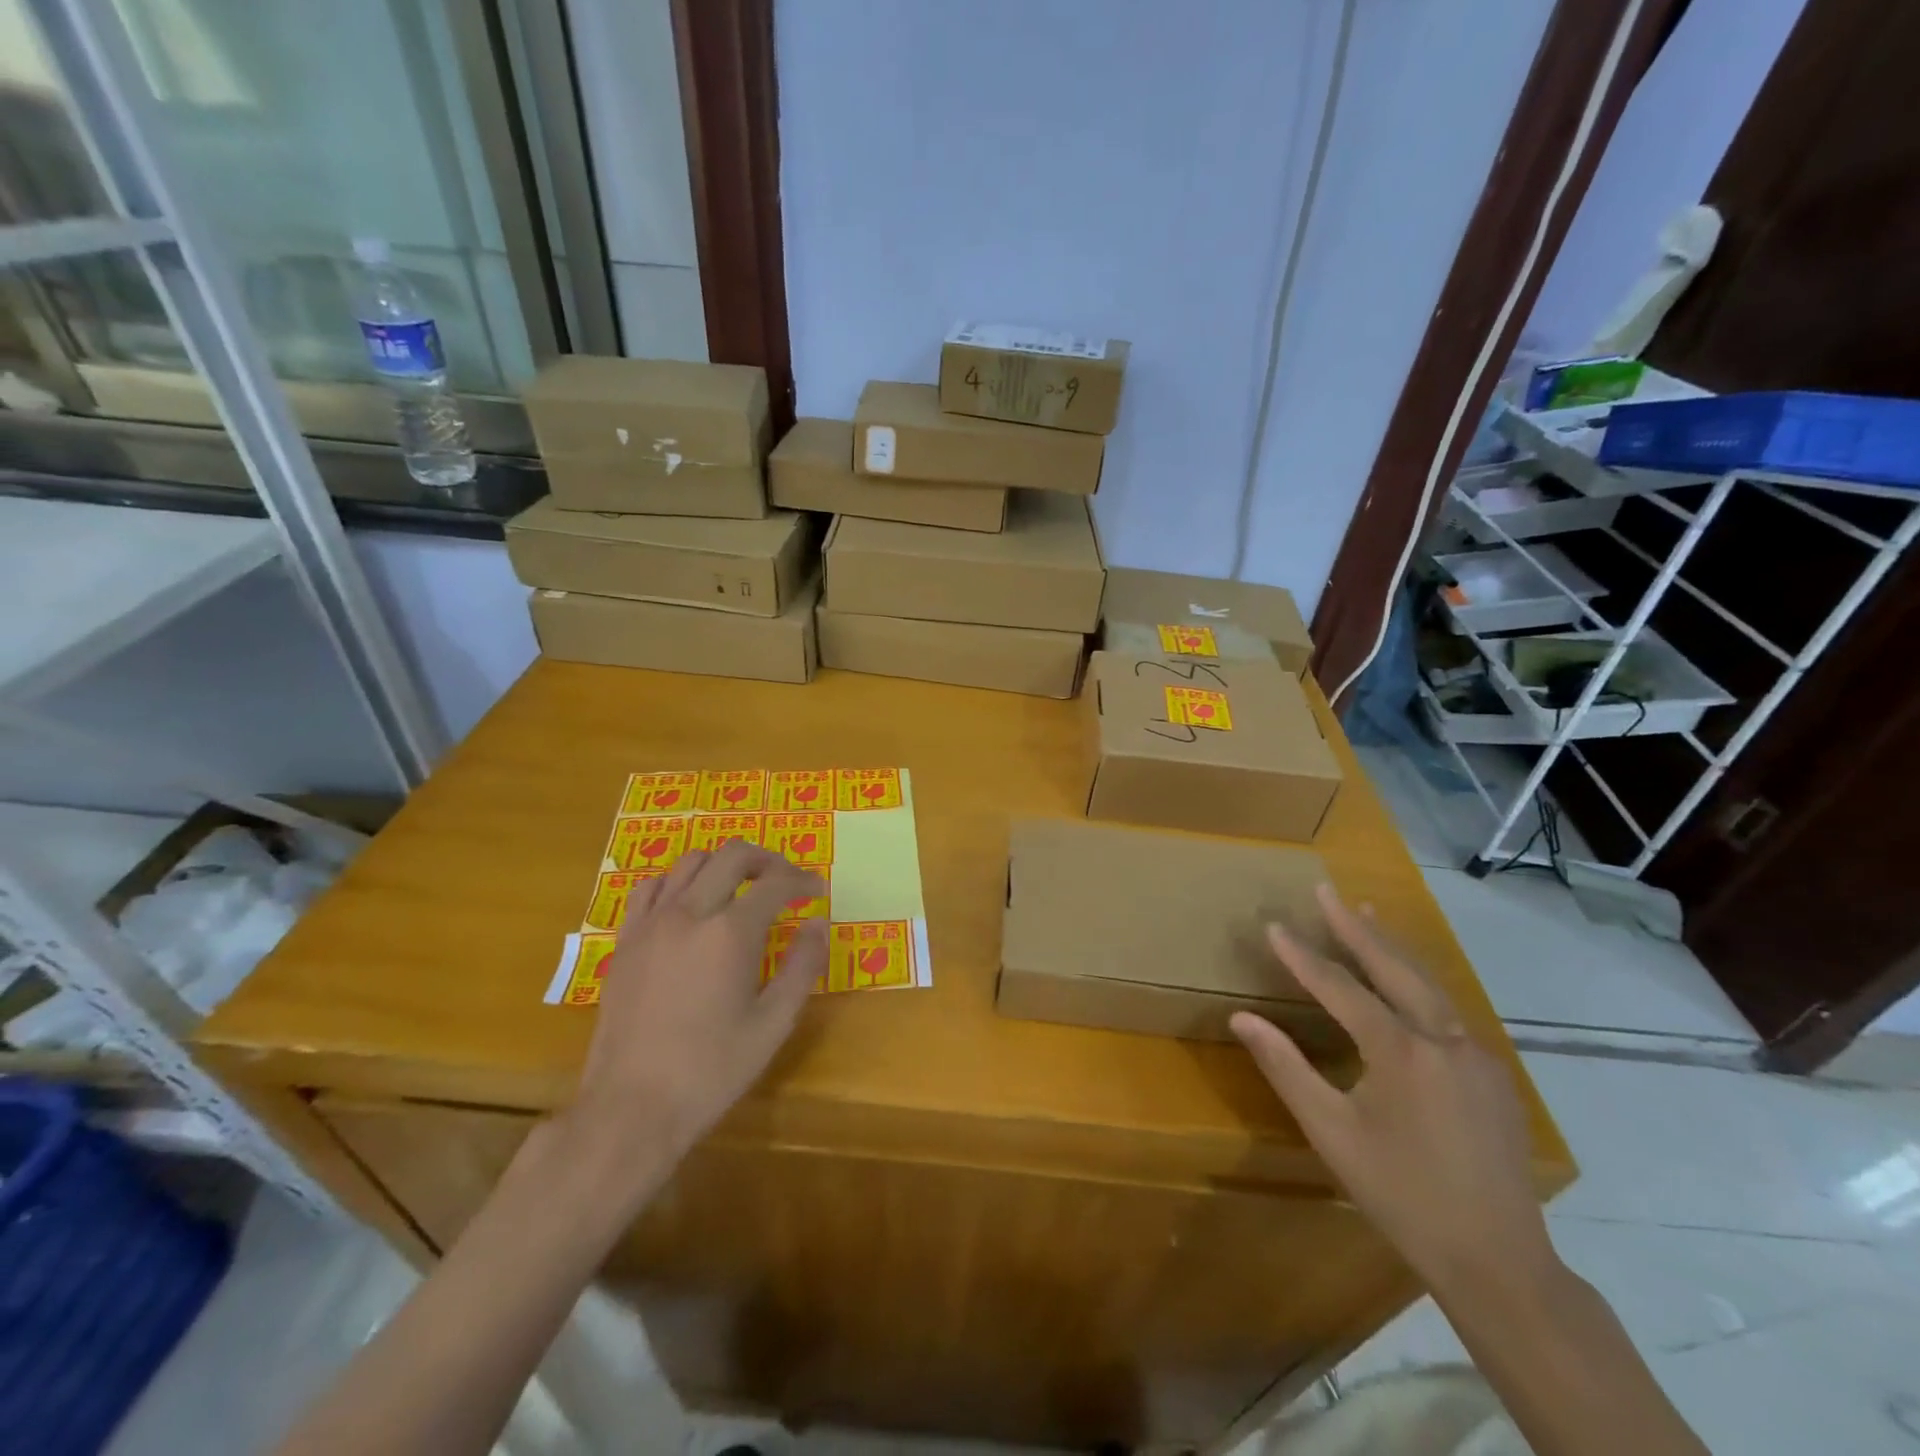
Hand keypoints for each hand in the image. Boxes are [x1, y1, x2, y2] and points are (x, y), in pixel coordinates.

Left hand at [570, 840, 828, 1177]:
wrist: (631, 1107)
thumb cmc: (711, 1070)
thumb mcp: (773, 1024)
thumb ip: (802, 967)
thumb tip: (817, 925)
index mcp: (731, 933)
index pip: (776, 883)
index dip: (803, 881)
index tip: (817, 892)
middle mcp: (690, 913)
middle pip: (733, 856)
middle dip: (767, 860)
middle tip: (785, 881)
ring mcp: (651, 923)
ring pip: (691, 862)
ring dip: (724, 865)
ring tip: (741, 888)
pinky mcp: (626, 940)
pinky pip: (652, 888)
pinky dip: (678, 882)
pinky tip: (690, 904)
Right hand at [1230, 884, 1553, 1295]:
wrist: (1500, 1262)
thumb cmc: (1401, 1194)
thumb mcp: (1331, 1132)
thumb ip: (1285, 1067)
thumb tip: (1242, 1017)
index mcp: (1401, 1052)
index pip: (1341, 987)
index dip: (1302, 956)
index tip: (1274, 925)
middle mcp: (1443, 1039)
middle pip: (1395, 968)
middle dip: (1356, 928)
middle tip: (1328, 892)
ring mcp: (1476, 1055)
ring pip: (1429, 984)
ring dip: (1392, 948)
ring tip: (1366, 914)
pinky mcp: (1493, 1074)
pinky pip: (1447, 1010)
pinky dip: (1418, 981)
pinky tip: (1406, 981)